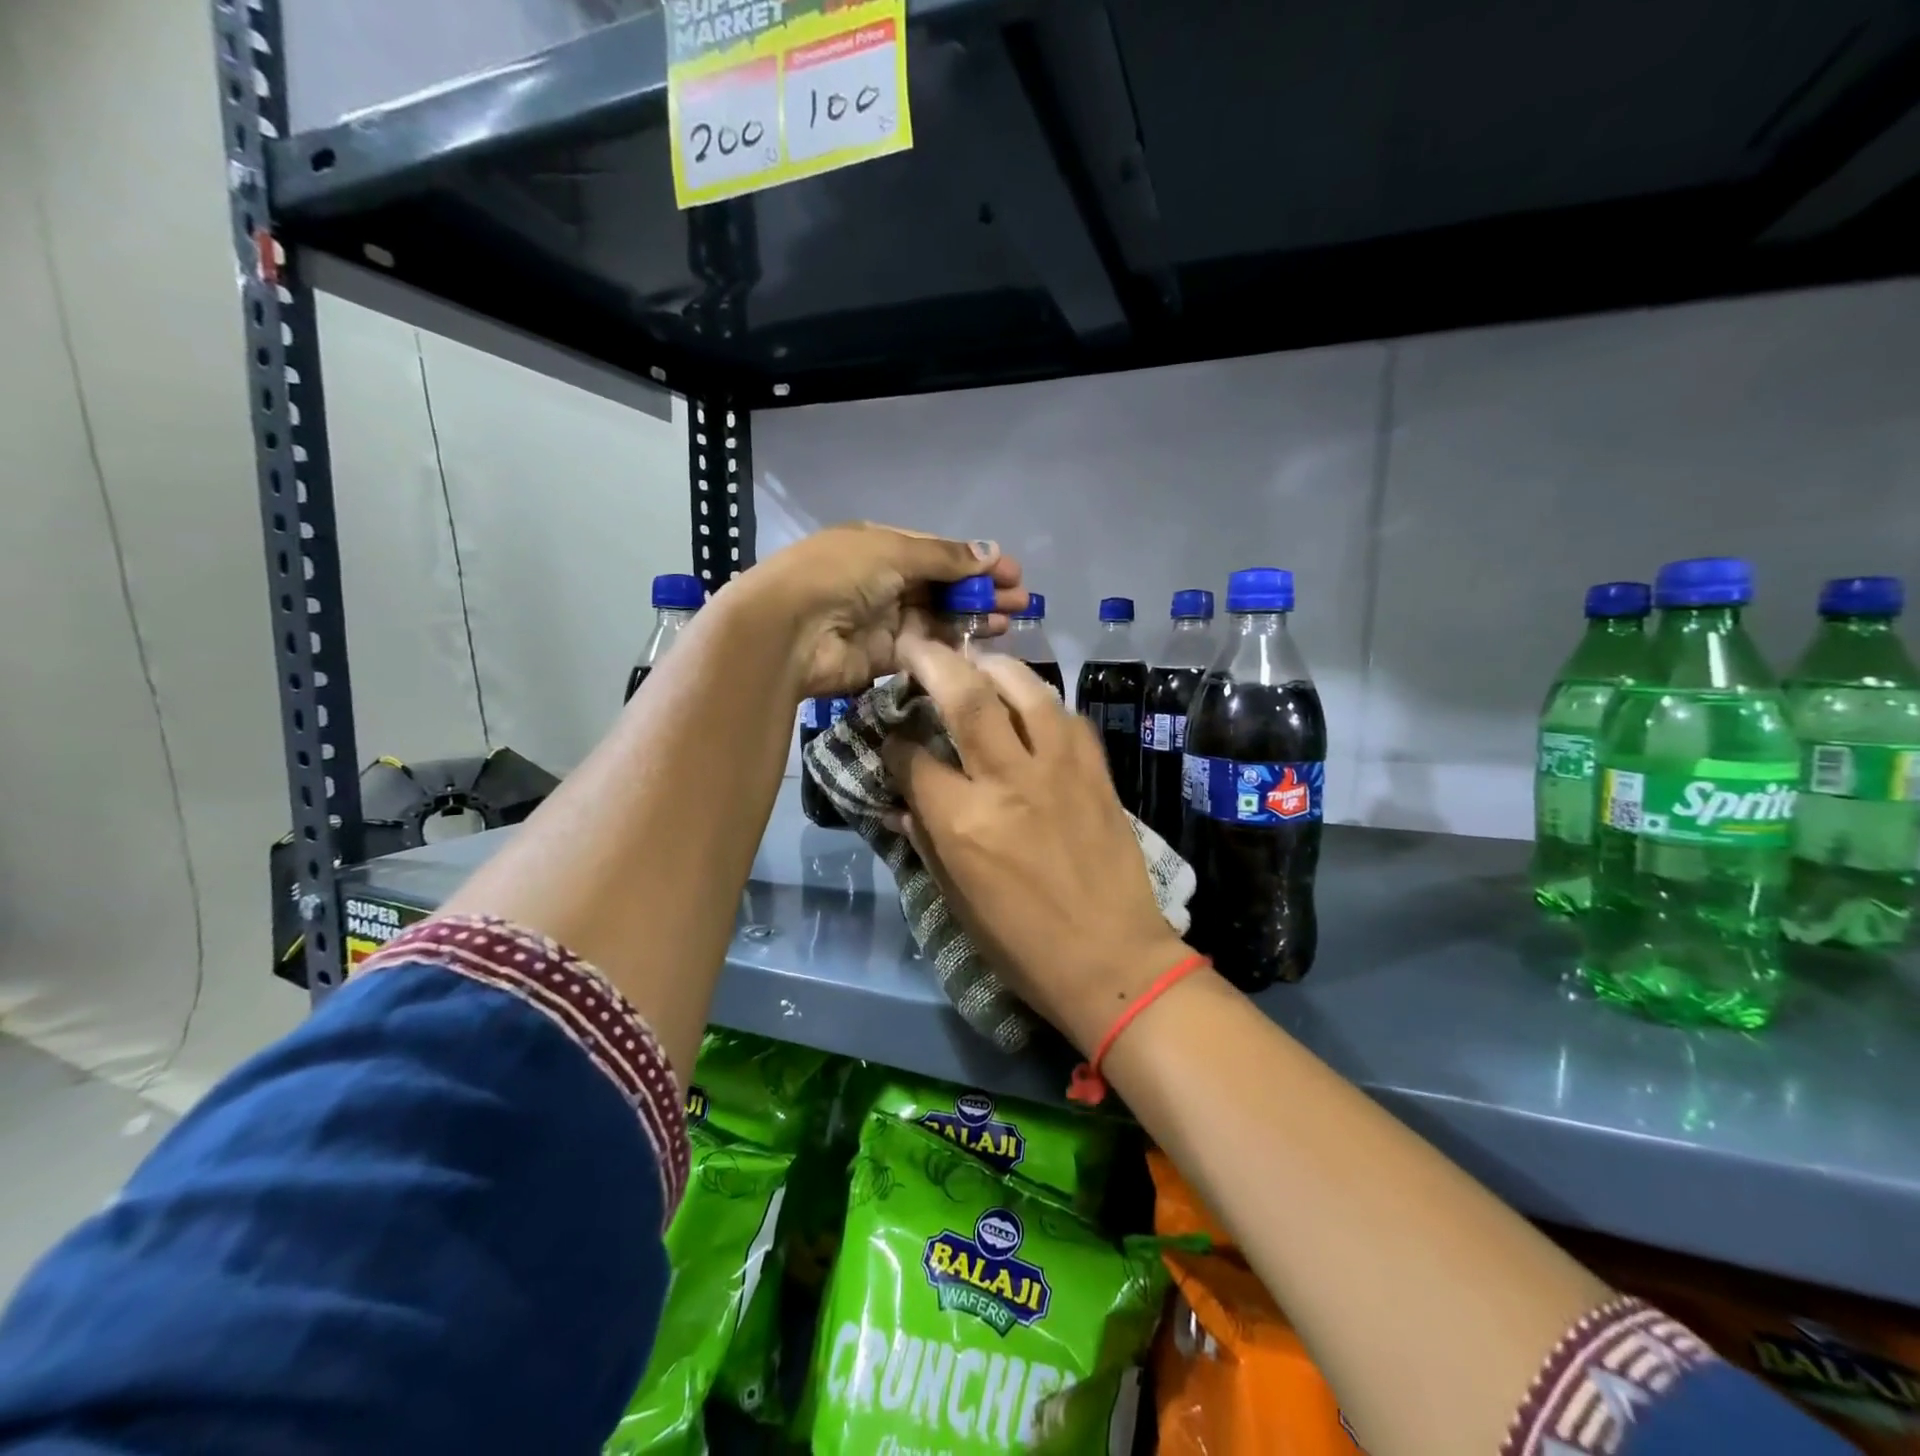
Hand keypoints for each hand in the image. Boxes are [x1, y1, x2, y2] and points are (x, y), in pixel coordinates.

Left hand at [734, 523, 1025, 699]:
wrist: (789, 631)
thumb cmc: (839, 575)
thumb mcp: (893, 551)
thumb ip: (944, 557)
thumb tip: (990, 552)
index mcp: (881, 546)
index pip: (938, 552)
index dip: (975, 561)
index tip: (1012, 573)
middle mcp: (883, 581)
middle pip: (942, 586)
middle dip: (981, 591)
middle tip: (1022, 602)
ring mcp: (883, 620)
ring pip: (938, 618)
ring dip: (973, 618)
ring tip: (1011, 622)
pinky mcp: (884, 657)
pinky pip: (925, 648)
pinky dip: (952, 646)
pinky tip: (982, 645)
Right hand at [882, 638, 1190, 1053]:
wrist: (1113, 962)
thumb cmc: (1023, 945)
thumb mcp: (958, 902)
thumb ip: (926, 841)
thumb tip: (903, 802)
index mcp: (963, 823)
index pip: (912, 759)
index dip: (893, 742)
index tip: (891, 736)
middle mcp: (1007, 781)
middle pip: (964, 698)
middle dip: (932, 662)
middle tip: (915, 643)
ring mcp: (1058, 770)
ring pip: (1024, 689)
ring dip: (993, 665)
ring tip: (977, 659)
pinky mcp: (1096, 771)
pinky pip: (1066, 716)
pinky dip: (1041, 700)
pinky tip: (1029, 703)